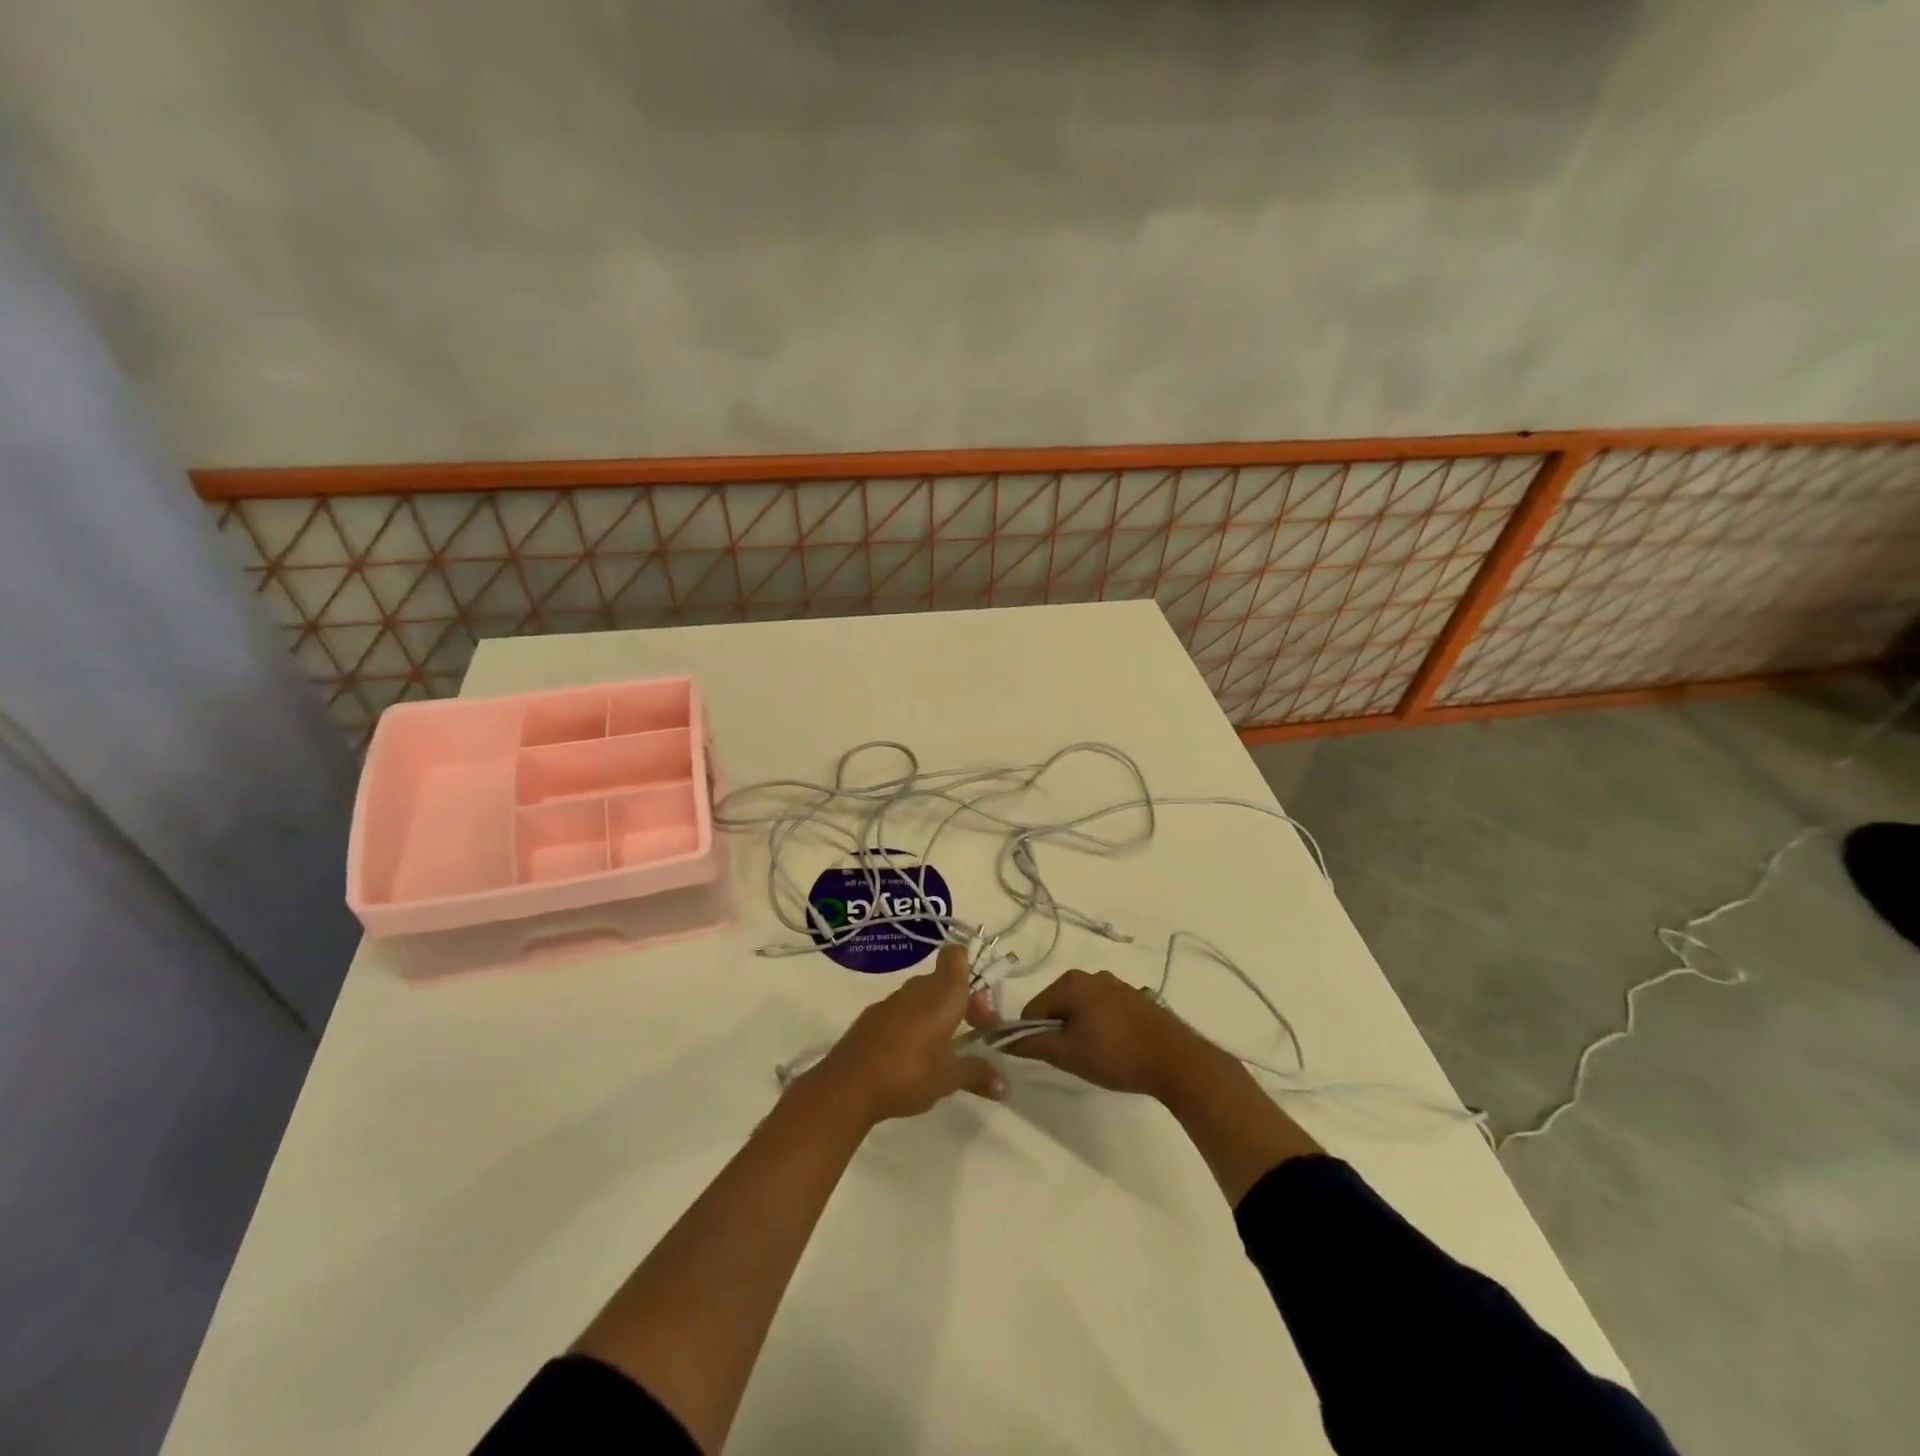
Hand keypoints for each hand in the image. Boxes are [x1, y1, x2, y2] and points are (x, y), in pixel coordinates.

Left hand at [807, 944, 1006, 1125]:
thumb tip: (1006, 1086)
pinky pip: (902, 1012)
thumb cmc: (909, 1072)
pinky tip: (914, 1057)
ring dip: (938, 1015)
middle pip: (945, 980)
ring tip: (946, 1051)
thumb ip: (979, 1074)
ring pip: (923, 996)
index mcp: (942, 993)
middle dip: (962, 1002)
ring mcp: (891, 1002)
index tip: (980, 1004)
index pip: (957, 956)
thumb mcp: (950, 1078)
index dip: (972, 969)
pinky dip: (914, 1025)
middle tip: (974, 1035)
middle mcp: (917, 989)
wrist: (848, 1085)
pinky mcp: (872, 1018)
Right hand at [1003, 968, 1220, 1098]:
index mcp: (1070, 982)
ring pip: (1082, 1009)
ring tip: (1097, 1058)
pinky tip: (1116, 1050)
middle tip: (1074, 1060)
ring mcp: (1116, 984)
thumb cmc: (1115, 1055)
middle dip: (1059, 1032)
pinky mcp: (1135, 998)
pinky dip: (1101, 1028)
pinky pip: (1104, 1011)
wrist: (1175, 1059)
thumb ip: (1032, 1044)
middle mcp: (1091, 975)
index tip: (1047, 1059)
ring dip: (1081, 1031)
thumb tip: (1003, 1040)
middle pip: (1057, 1006)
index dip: (1032, 1035)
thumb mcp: (1067, 1054)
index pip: (1033, 1009)